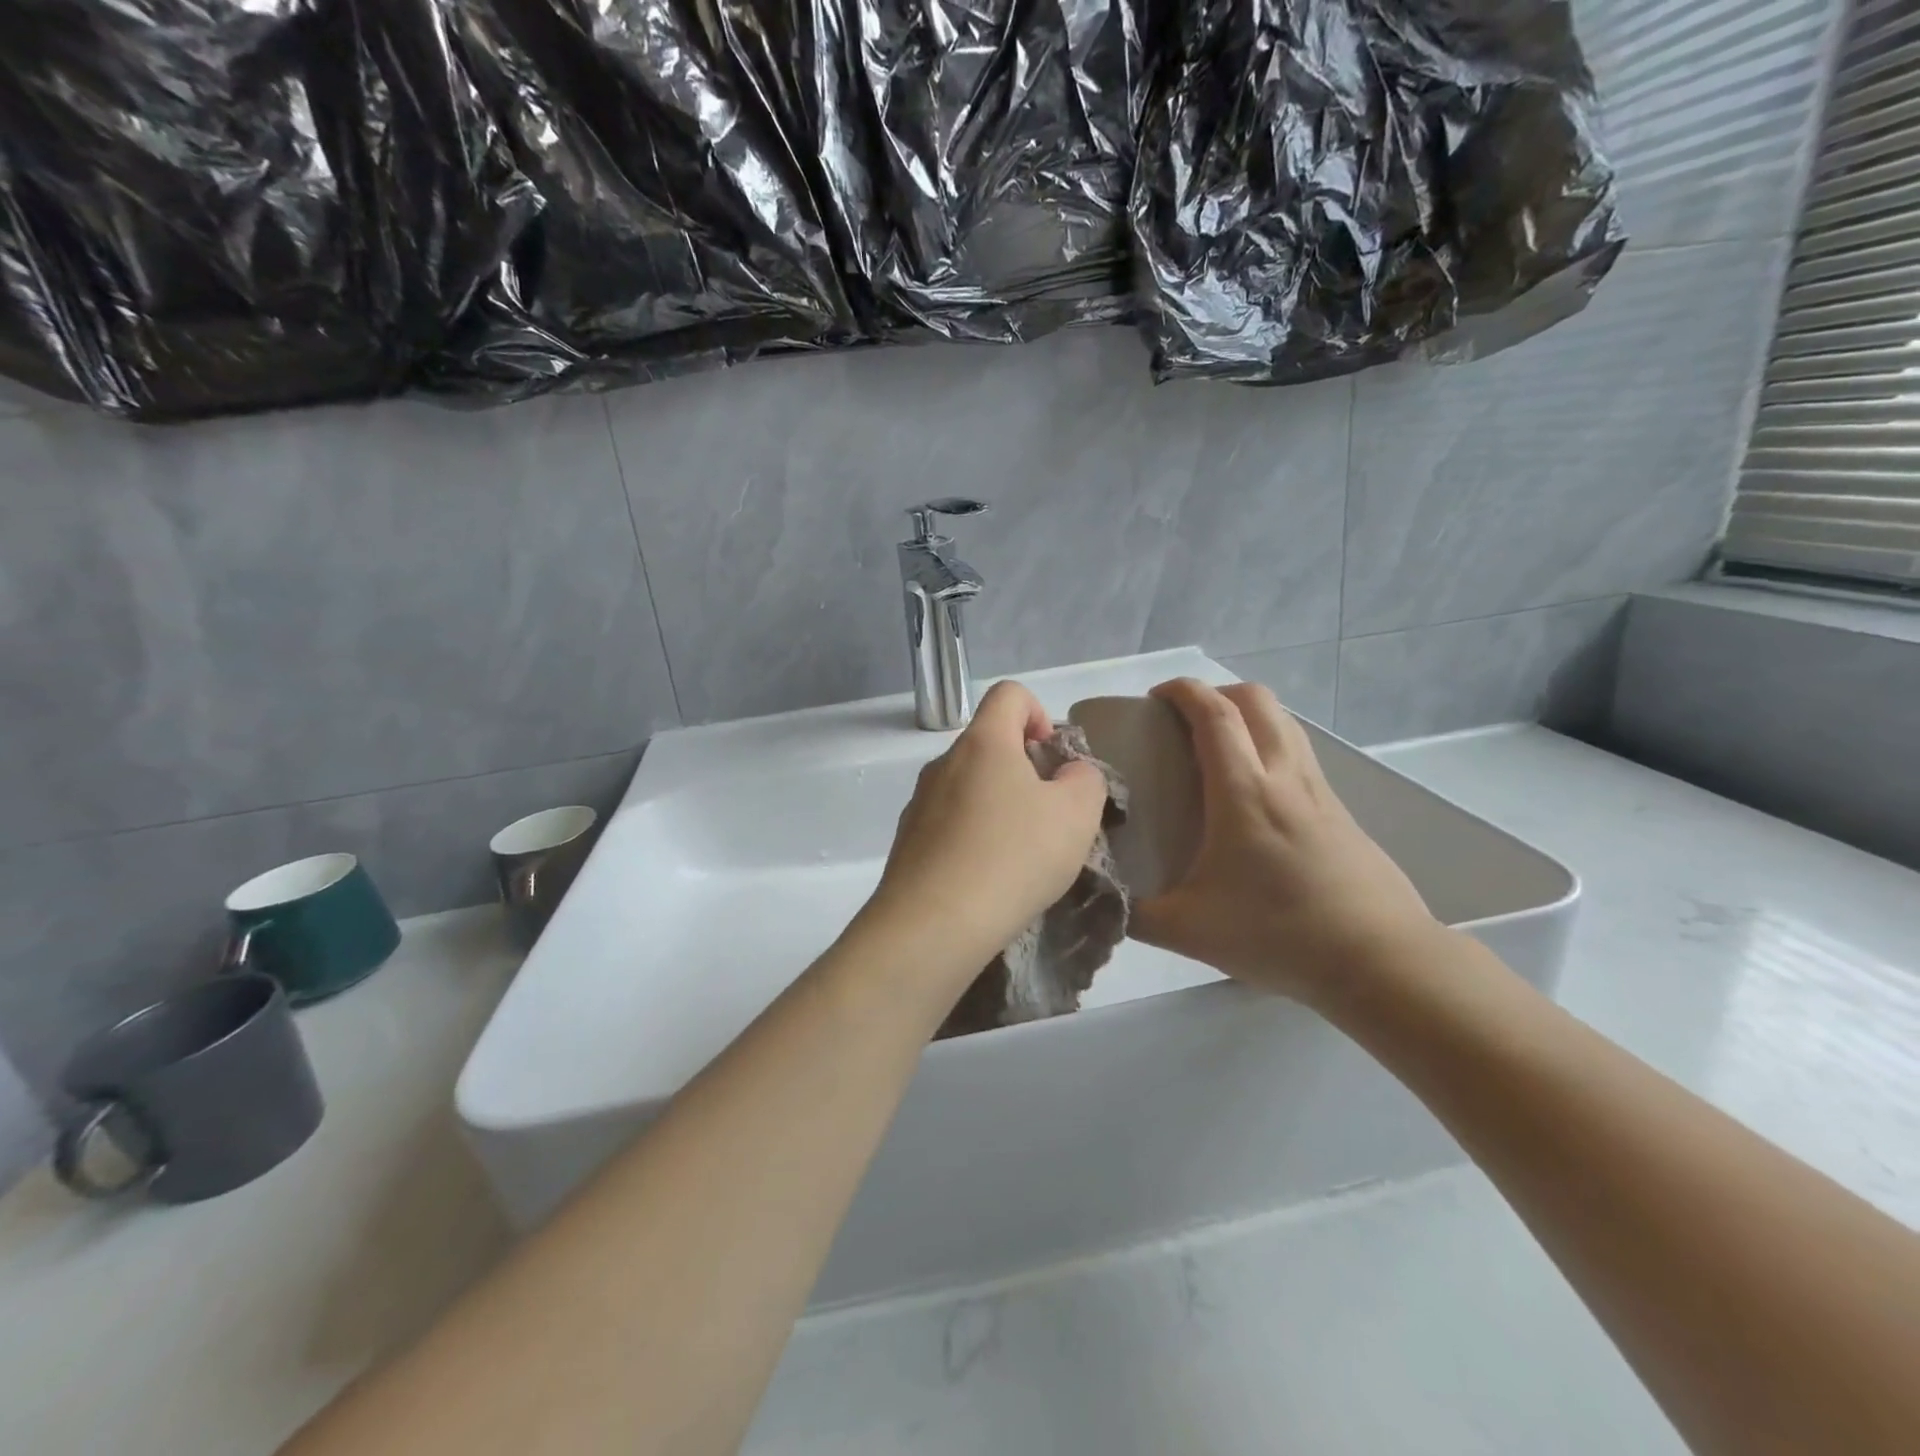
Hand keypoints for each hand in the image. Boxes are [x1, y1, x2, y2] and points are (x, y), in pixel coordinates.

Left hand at [863, 680, 1109, 979]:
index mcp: (983, 743)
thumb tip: (1069, 774)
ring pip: (968, 787)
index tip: (1052, 758)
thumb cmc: (1013, 857)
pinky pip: (948, 824)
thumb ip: (1085, 780)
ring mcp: (919, 803)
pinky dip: (972, 837)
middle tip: (1048, 815)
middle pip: (988, 744)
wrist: (933, 924)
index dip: (1039, 713)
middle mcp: (943, 763)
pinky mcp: (907, 842)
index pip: (1009, 694)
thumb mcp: (1076, 815)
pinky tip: (987, 878)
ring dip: (997, 806)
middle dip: (1023, 769)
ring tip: (1020, 854)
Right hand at [1130, 678, 1439, 1005]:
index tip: (1155, 696)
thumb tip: (1105, 900)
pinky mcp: (1341, 812)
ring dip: (1248, 715)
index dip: (1183, 691)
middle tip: (1184, 721)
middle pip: (1256, 700)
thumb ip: (1136, 913)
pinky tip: (1255, 794)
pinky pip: (1300, 754)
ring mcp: (1320, 791)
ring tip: (1218, 749)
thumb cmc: (1279, 935)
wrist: (1380, 961)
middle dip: (1216, 692)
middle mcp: (1285, 777)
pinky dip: (1271, 746)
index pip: (1214, 713)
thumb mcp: (1189, 931)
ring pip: (1285, 722)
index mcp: (1244, 793)